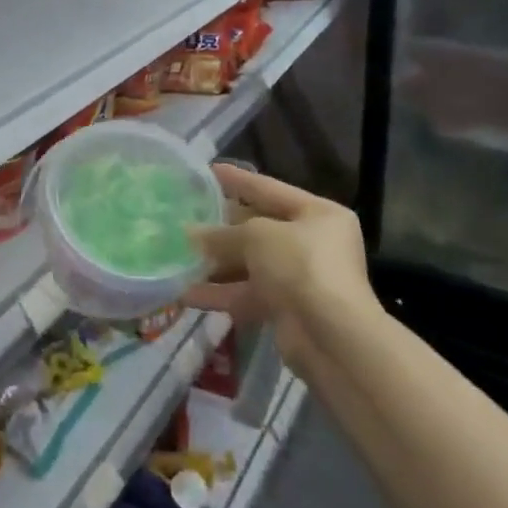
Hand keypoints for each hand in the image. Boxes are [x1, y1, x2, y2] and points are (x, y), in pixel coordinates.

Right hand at [182, 164, 377, 369]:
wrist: (331, 337)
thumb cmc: (300, 266)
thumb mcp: (256, 236)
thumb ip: (221, 233)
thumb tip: (189, 234)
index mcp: (318, 214)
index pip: (269, 189)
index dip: (237, 179)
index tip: (207, 171)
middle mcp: (312, 243)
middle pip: (257, 228)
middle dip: (219, 227)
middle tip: (183, 217)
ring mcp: (299, 278)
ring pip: (249, 264)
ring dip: (214, 263)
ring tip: (176, 255)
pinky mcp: (286, 309)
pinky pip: (246, 294)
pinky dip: (218, 293)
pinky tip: (184, 292)